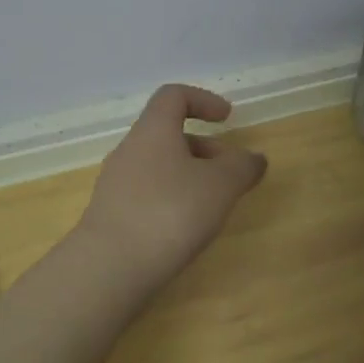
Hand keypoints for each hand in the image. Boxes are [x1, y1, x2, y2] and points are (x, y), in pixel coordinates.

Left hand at [75, 84, 267, 305]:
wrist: (110, 266)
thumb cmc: (169, 212)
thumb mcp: (220, 186)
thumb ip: (241, 167)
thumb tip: (254, 158)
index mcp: (153, 130)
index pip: (174, 96)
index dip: (203, 100)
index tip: (227, 118)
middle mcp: (130, 149)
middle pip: (168, 134)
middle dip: (204, 147)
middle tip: (230, 173)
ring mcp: (116, 182)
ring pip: (158, 165)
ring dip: (189, 175)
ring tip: (213, 205)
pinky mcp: (111, 213)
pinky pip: (147, 192)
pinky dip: (171, 198)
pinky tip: (185, 228)